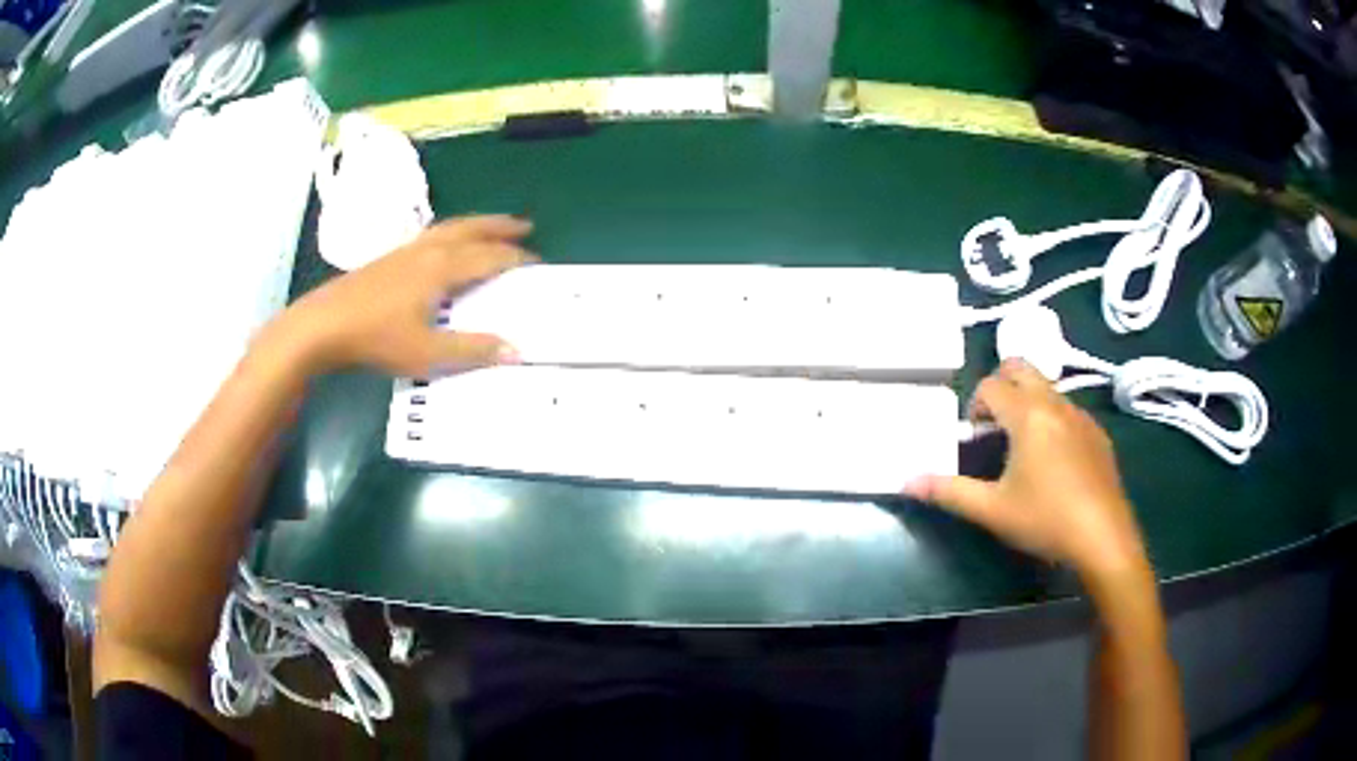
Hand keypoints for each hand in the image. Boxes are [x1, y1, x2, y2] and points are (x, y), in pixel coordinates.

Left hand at [281, 215, 535, 377]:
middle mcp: (427, 250)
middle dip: (499, 226)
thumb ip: (472, 349)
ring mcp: (405, 251)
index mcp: (442, 268)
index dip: (515, 258)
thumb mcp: (427, 352)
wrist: (323, 324)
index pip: (488, 256)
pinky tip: (444, 247)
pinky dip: (451, 234)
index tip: (537, 263)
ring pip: (449, 228)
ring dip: (475, 225)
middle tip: (524, 225)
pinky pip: (431, 235)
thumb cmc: (377, 338)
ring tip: (490, 228)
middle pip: (471, 229)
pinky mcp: (388, 258)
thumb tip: (516, 350)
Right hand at [905, 359, 1147, 580]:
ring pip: (1047, 387)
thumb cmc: (1045, 519)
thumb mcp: (992, 510)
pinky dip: (1052, 419)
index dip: (974, 404)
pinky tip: (1054, 462)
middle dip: (1001, 384)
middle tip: (993, 424)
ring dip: (1027, 402)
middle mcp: (1055, 403)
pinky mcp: (1098, 434)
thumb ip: (949, 491)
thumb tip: (906, 482)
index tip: (973, 437)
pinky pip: (1068, 409)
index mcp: (1027, 414)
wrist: (1104, 538)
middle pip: (1021, 367)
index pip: (991, 385)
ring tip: (1021, 446)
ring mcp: (1082, 415)